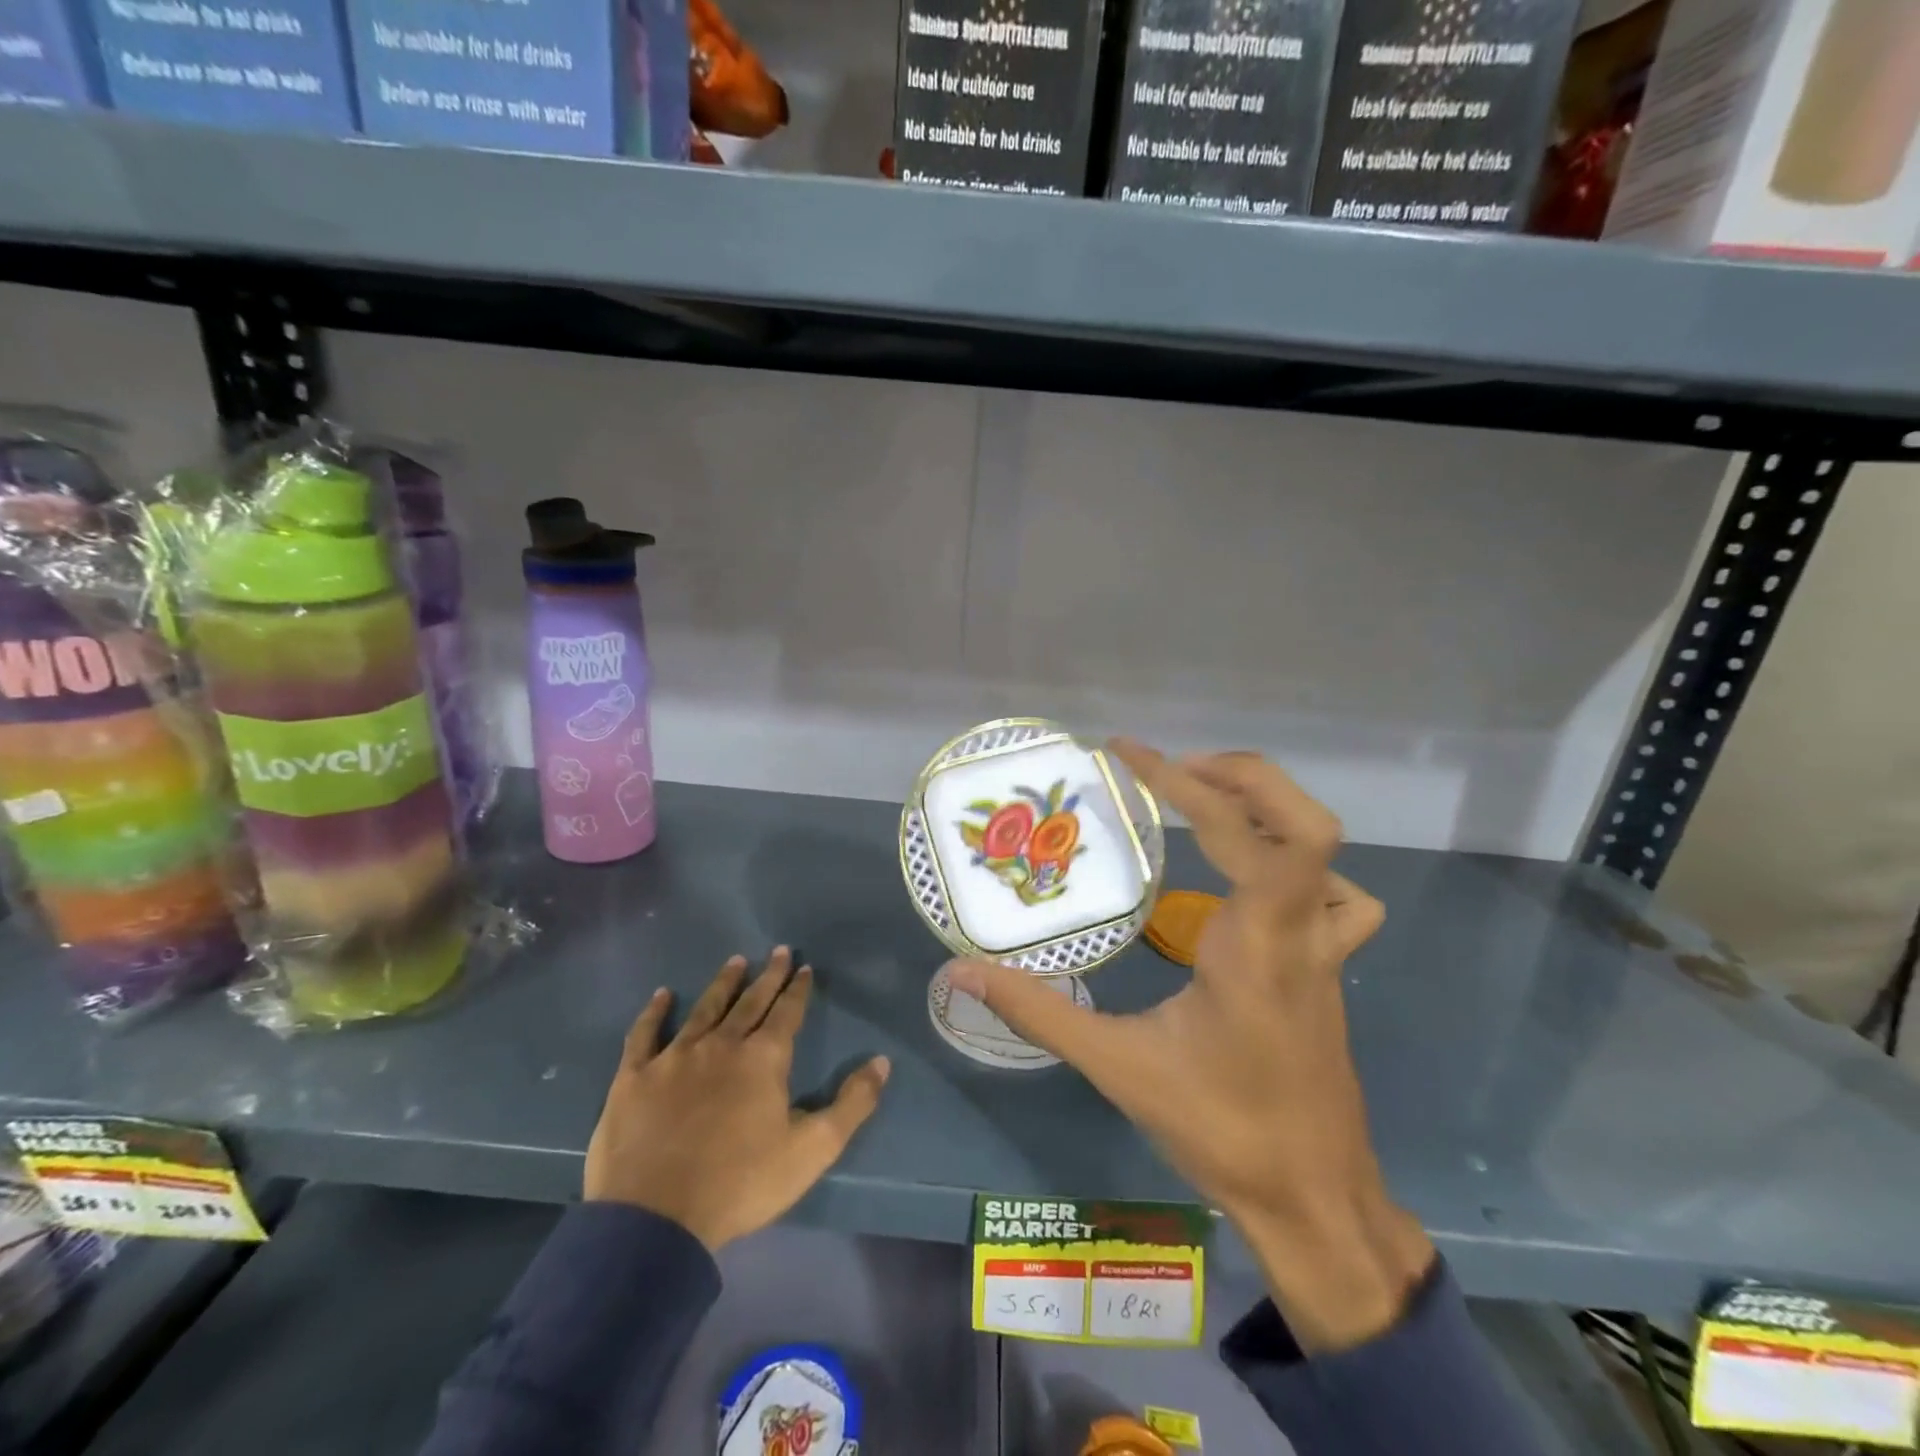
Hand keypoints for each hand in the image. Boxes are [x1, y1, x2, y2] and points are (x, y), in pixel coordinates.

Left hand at [585, 948, 890, 1251]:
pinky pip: (645, 1034)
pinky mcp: (634, 1078)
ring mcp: (674, 1057)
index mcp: (763, 1059)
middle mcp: (721, 1045)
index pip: (787, 1013)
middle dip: (768, 976)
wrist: (655, 1220)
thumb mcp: (812, 1149)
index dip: (798, 989)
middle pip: (749, 1002)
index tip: (805, 967)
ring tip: (735, 961)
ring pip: (704, 1009)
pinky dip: (654, 1013)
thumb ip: (852, 1104)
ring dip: (722, 984)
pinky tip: (662, 995)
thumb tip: (882, 1061)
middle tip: (778, 951)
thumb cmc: (741, 1184)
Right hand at [947, 741, 1433, 1350]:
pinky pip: (1337, 897)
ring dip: (1269, 811)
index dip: (1180, 780)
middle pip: (1302, 823)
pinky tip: (1255, 882)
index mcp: (1253, 945)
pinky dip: (1300, 866)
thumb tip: (961, 974)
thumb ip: (1038, 1012)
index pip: (1234, 832)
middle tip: (1172, 770)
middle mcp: (1299, 932)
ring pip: (1326, 853)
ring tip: (1206, 804)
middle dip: (1239, 777)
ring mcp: (1325, 950)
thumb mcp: (1118, 1067)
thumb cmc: (1221, 1130)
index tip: (1127, 752)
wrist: (1315, 1200)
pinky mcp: (1330, 968)